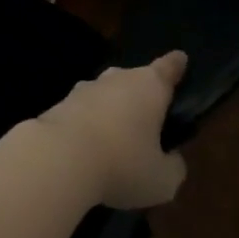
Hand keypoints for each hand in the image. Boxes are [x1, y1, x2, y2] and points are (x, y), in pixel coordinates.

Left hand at [29, 52, 188, 209]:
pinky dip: (88, 126)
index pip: (168, 68)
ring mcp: (83, 90)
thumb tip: (171, 159)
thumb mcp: (162, 179)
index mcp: (149, 86)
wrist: (57, 159)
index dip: (176, 65)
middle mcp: (116, 79)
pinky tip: (90, 150)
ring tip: (118, 140)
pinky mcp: (58, 106)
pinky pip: (82, 113)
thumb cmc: (122, 164)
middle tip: (149, 118)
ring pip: (105, 95)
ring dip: (112, 111)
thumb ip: (173, 166)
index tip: (181, 59)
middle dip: (141, 95)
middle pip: (133, 80)